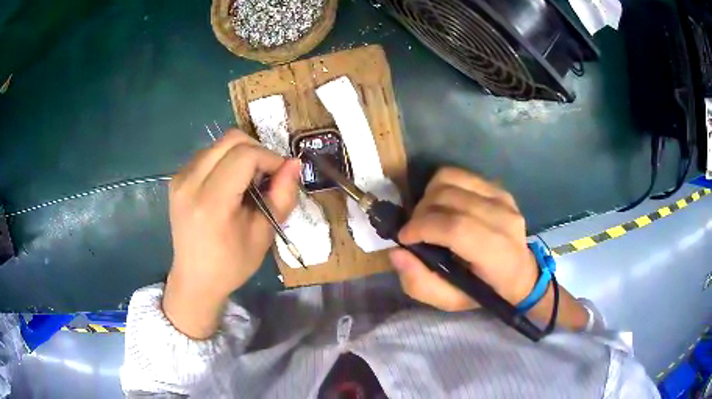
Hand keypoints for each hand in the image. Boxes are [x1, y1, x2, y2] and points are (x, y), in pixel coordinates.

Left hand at [163, 130, 300, 338]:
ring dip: (241, 154)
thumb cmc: (231, 265)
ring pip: (219, 143)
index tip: (282, 175)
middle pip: (231, 139)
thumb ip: (281, 197)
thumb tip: (294, 163)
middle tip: (266, 176)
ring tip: (248, 182)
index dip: (270, 158)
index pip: (245, 156)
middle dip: (257, 150)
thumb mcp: (263, 236)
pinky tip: (230, 184)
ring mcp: (179, 178)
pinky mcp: (176, 178)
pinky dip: (226, 160)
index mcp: (210, 204)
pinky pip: (208, 154)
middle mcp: (189, 183)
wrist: (194, 279)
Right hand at [389, 167, 538, 311]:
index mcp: (497, 255)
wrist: (520, 273)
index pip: (456, 228)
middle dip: (420, 213)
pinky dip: (441, 187)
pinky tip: (443, 207)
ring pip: (450, 180)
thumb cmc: (485, 291)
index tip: (404, 238)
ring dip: (428, 197)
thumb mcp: (450, 301)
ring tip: (427, 217)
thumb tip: (396, 252)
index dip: (423, 227)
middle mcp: (504, 219)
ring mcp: (503, 198)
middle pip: (449, 198)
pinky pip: (459, 175)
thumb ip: (420, 283)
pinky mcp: (498, 188)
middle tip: (414, 231)